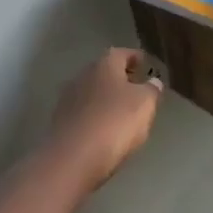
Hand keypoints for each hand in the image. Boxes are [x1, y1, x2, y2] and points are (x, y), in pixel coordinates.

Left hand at [43, 47, 162, 189]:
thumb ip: (151, 90)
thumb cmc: (114, 123)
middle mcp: (83, 75)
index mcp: (104, 65)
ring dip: (107, 97)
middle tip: (137, 87)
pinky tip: (105, 128)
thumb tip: (153, 81)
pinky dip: (96, 115)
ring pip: (93, 91)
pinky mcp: (60, 122)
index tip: (146, 64)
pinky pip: (84, 112)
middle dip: (120, 77)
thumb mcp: (145, 104)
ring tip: (123, 110)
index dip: (135, 57)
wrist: (72, 158)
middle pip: (104, 71)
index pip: (122, 53)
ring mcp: (68, 99)